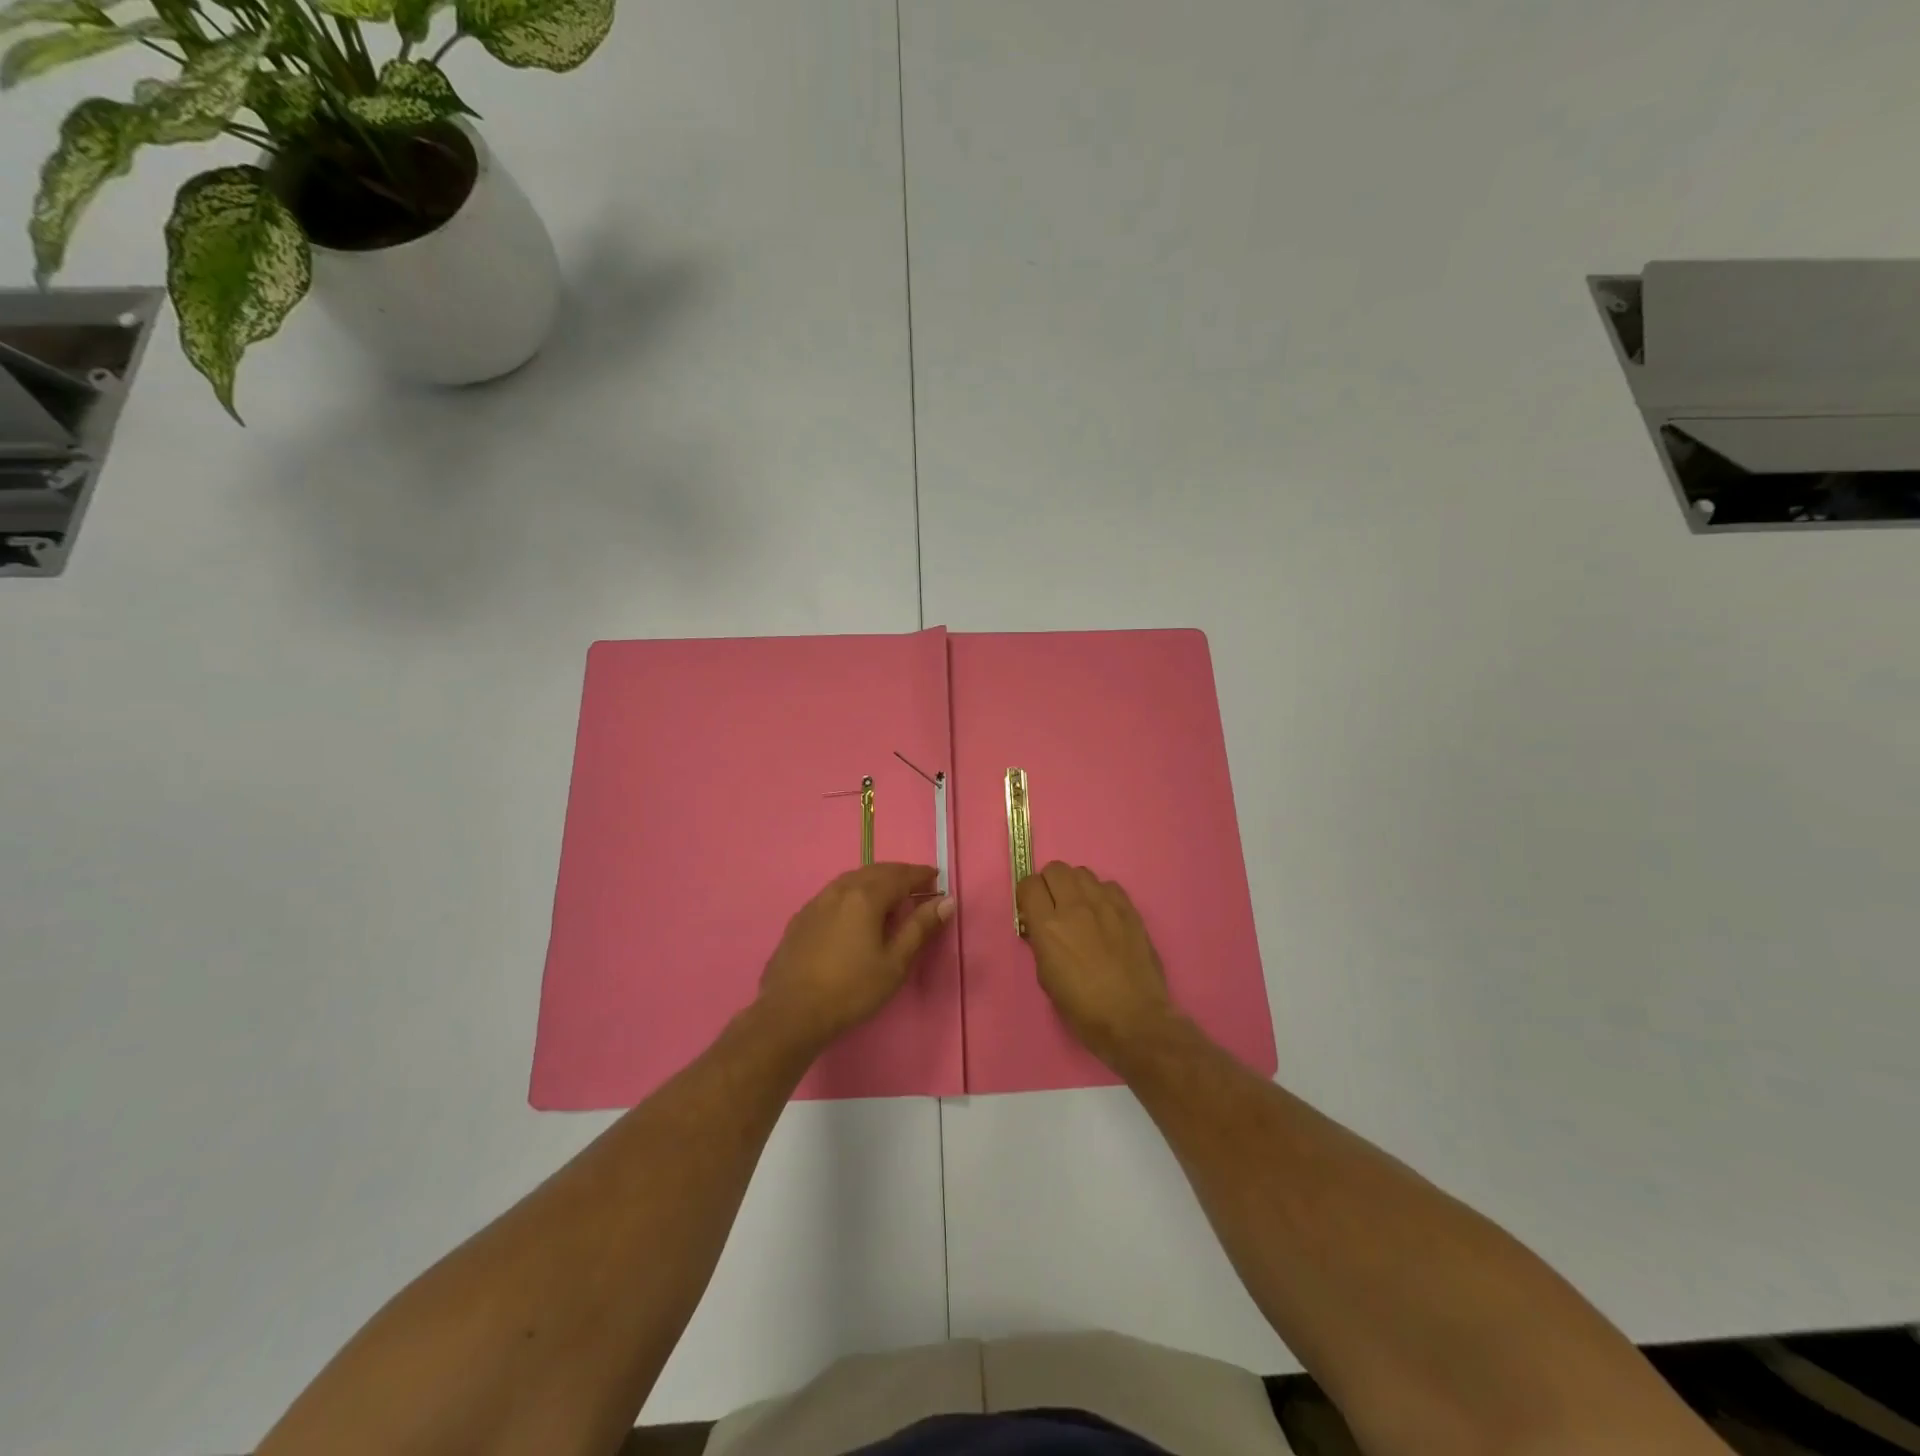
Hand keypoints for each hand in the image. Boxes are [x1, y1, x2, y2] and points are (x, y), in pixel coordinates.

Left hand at [757, 863, 954, 1053]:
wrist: (791, 1013)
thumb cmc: (851, 990)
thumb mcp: (894, 963)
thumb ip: (920, 928)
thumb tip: (946, 901)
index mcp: (866, 896)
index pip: (901, 875)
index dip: (921, 875)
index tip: (937, 879)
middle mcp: (840, 889)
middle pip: (876, 871)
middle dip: (900, 874)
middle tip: (917, 887)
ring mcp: (817, 901)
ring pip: (853, 879)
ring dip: (876, 880)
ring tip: (890, 896)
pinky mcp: (801, 917)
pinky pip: (835, 892)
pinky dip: (854, 892)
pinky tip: (855, 911)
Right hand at [1016, 862, 1176, 1068]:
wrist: (1133, 1020)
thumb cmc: (1083, 1009)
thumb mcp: (1046, 978)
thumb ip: (1041, 943)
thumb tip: (1041, 927)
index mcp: (1049, 926)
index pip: (1029, 884)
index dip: (1027, 895)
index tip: (1031, 910)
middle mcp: (1075, 907)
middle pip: (1055, 869)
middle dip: (1049, 884)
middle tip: (1054, 906)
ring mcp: (1106, 905)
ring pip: (1083, 872)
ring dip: (1075, 886)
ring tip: (1080, 908)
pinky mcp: (1129, 910)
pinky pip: (1109, 885)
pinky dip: (1101, 894)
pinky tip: (1104, 915)